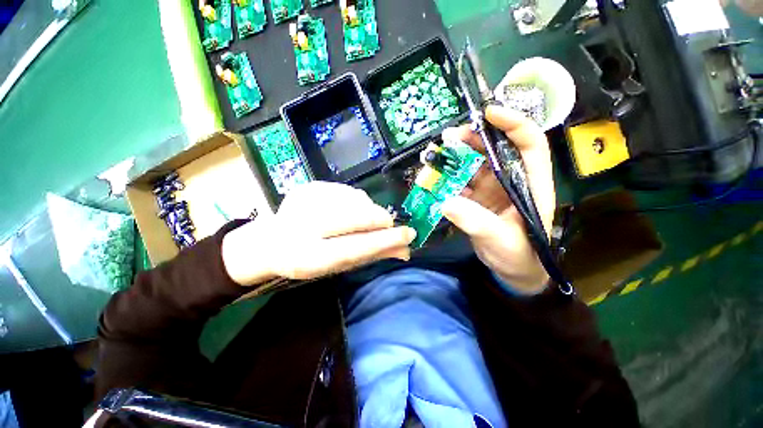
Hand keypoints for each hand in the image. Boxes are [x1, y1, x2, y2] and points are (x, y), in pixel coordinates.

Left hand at [222, 181, 416, 285]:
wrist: (270, 242)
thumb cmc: (309, 260)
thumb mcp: (339, 265)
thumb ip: (371, 256)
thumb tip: (405, 250)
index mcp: (306, 257)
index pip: (355, 247)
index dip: (384, 241)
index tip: (409, 234)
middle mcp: (301, 226)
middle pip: (356, 217)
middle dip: (380, 220)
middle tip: (390, 225)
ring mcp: (304, 201)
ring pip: (355, 200)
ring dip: (369, 210)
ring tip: (363, 220)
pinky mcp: (307, 187)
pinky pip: (346, 191)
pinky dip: (357, 201)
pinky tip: (349, 209)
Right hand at [440, 106, 555, 293]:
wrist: (512, 270)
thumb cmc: (518, 255)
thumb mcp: (501, 240)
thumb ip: (476, 222)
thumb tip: (446, 203)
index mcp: (531, 184)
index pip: (529, 144)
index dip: (513, 124)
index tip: (489, 113)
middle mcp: (511, 180)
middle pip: (494, 149)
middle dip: (473, 139)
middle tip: (448, 138)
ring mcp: (492, 189)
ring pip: (473, 165)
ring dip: (454, 159)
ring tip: (434, 157)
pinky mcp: (476, 199)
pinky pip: (460, 183)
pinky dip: (447, 179)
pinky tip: (433, 179)